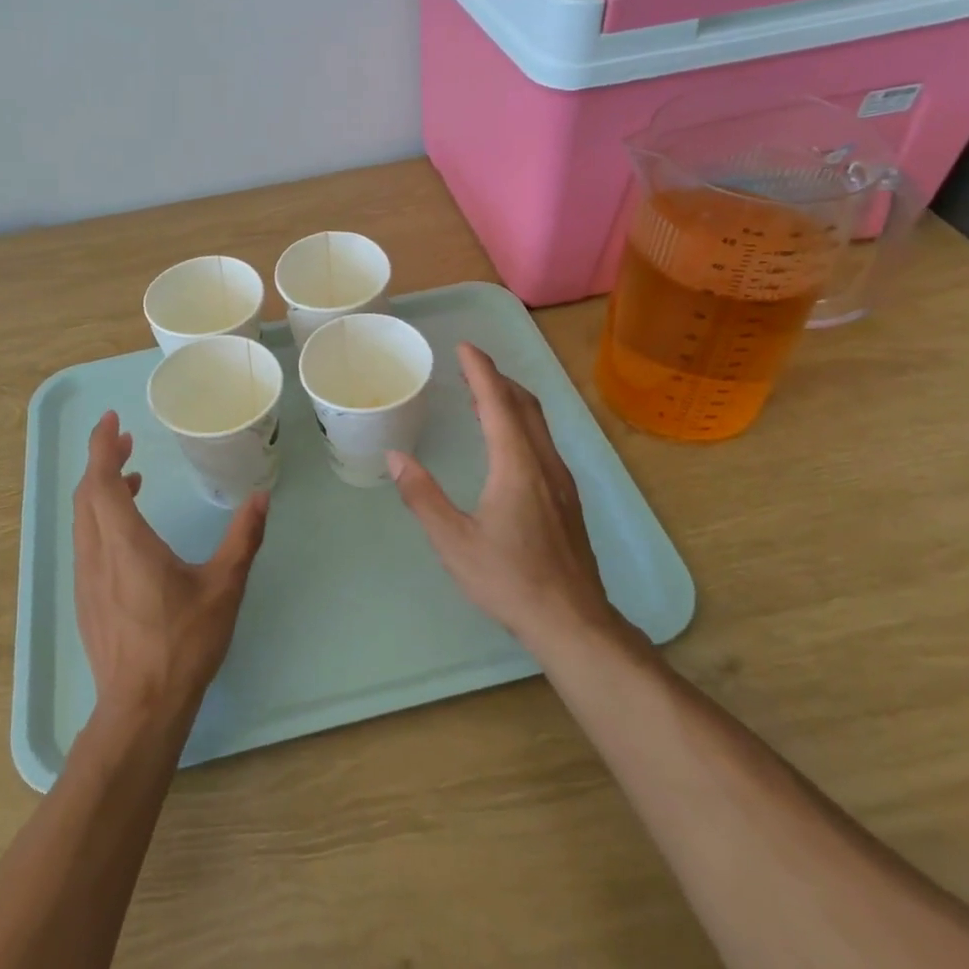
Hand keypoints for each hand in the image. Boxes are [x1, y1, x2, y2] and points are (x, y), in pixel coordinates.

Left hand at [72, 411, 268, 725]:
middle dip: (101, 460)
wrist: (140, 707)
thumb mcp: (223, 587)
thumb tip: (260, 499)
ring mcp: (86, 578)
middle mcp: (97, 554)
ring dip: (100, 489)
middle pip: (87, 494)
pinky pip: (86, 541)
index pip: (102, 481)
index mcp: (126, 543)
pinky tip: (128, 528)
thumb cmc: (182, 643)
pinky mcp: (86, 598)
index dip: (103, 446)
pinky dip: (100, 516)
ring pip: (83, 518)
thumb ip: (242, 539)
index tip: (112, 421)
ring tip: (131, 476)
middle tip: (124, 439)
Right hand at [388, 343, 624, 654]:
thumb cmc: (509, 579)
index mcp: (517, 465)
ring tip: (483, 397)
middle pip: (524, 405)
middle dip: (498, 379)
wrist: (572, 621)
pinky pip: (542, 443)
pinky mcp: (567, 499)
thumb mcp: (454, 541)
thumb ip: (423, 497)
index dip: (481, 371)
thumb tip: (396, 457)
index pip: (498, 403)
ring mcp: (561, 481)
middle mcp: (544, 463)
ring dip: (511, 401)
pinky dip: (521, 425)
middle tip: (471, 366)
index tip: (465, 347)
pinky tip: (506, 445)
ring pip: (538, 424)